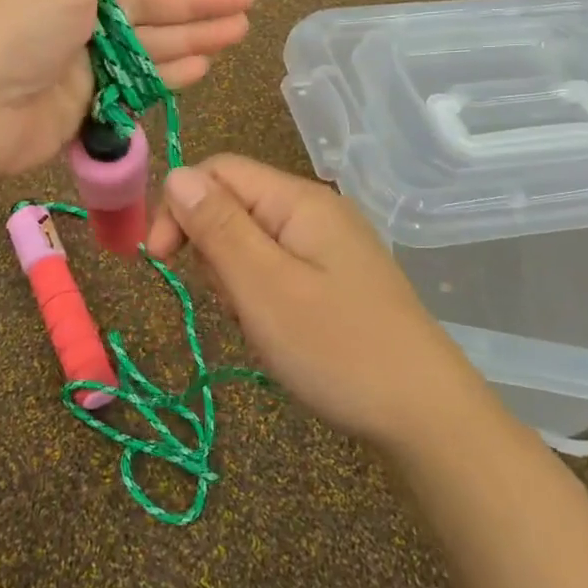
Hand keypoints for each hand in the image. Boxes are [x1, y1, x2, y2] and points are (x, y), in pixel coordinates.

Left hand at [0, 0, 255, 179]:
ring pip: (147, 44)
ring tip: (239, 29)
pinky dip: (167, 75)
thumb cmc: (14, 25)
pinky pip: (135, 85)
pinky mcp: (85, 105)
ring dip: (192, 35)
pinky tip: (203, 66)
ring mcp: (79, 62)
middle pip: (144, 1)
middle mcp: (70, 14)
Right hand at [146, 155, 482, 448]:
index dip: (179, 205)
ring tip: (259, 324)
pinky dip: (261, 295)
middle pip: (233, 204)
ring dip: (236, 279)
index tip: (160, 261)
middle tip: (232, 304)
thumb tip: (176, 175)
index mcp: (299, 200)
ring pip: (251, 241)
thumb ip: (217, 227)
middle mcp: (315, 211)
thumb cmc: (337, 349)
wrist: (426, 416)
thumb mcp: (263, 287)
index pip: (217, 171)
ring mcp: (328, 245)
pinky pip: (277, 268)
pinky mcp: (335, 277)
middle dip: (212, 249)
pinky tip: (278, 332)